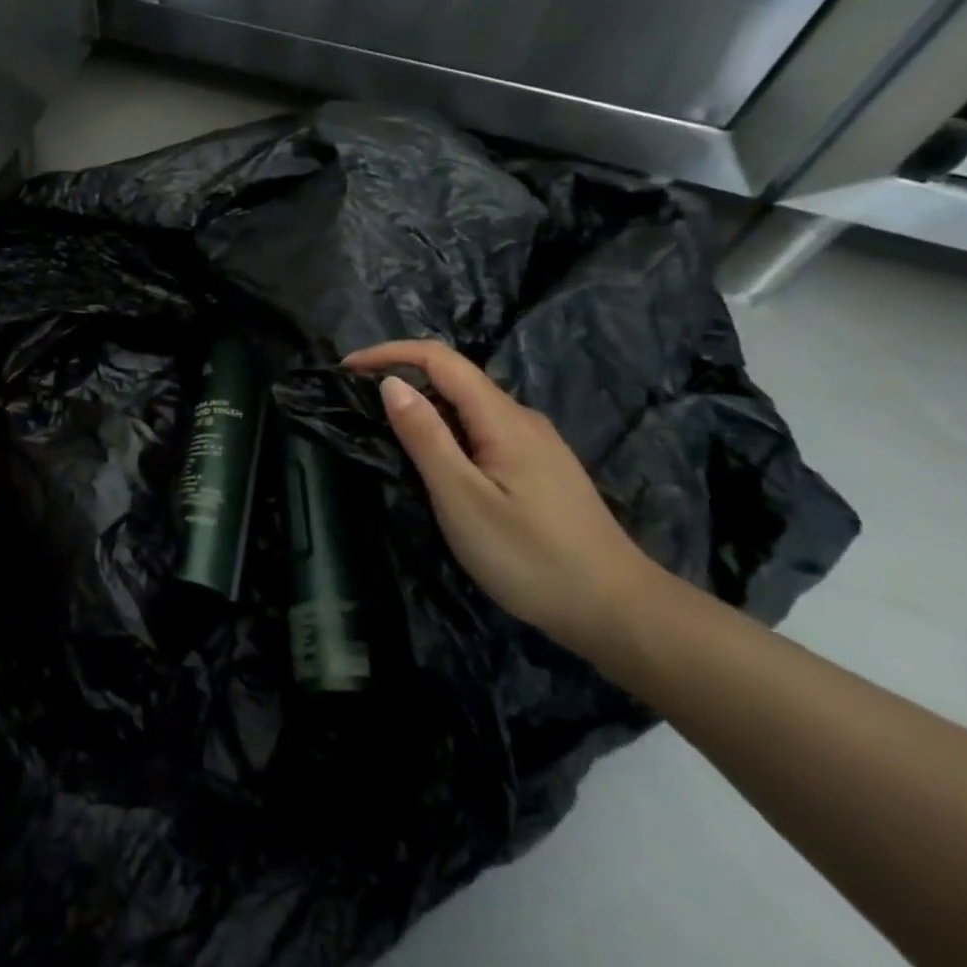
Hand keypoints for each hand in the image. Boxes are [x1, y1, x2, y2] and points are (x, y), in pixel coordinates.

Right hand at [342, 341, 659, 655]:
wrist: (620, 613)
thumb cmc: (532, 557)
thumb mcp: (462, 498)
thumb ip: (425, 437)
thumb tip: (391, 383)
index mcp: (502, 418)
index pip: (439, 359)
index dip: (390, 353)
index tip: (346, 369)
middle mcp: (521, 419)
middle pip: (454, 379)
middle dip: (402, 379)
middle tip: (357, 407)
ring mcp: (535, 445)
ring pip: (468, 408)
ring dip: (424, 408)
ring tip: (386, 436)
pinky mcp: (540, 470)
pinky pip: (482, 432)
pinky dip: (447, 432)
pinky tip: (436, 465)